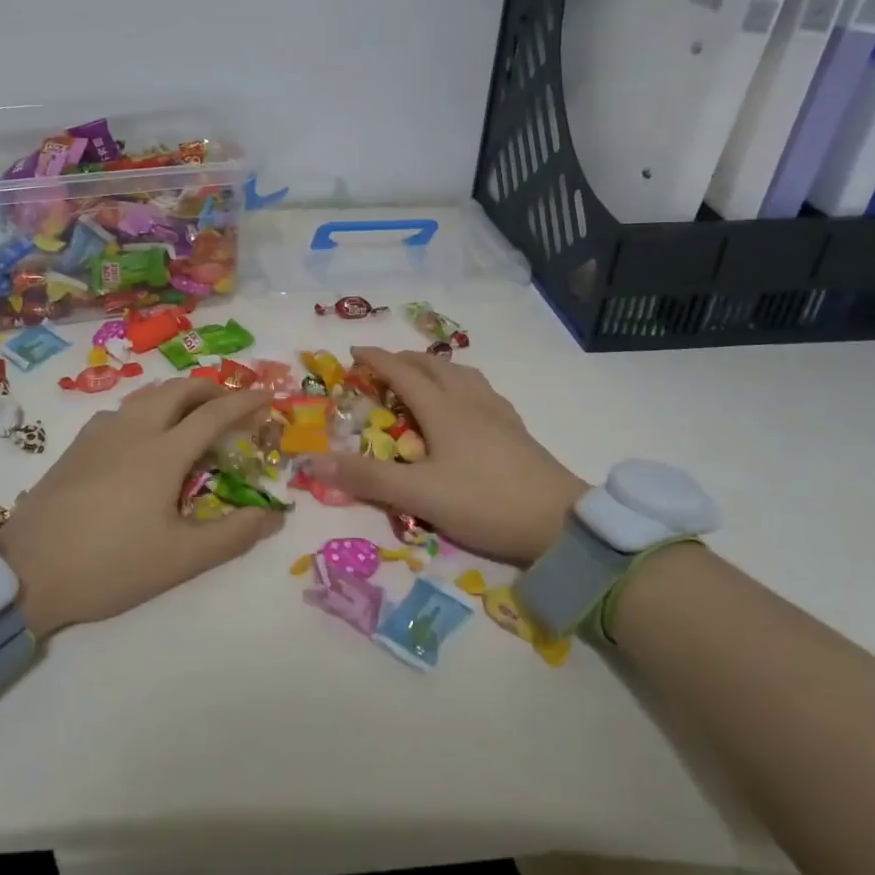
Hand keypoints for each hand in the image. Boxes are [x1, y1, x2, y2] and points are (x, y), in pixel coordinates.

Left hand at [0, 378, 282, 635]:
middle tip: (230, 404)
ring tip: (192, 414)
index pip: (213, 414)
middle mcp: (134, 429)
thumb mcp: (179, 560)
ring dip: (178, 394)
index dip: (244, 402)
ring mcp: (101, 433)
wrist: (27, 570)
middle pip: (178, 389)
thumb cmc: (110, 564)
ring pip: (147, 394)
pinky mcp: (78, 444)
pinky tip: (145, 435)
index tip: (267, 397)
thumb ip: (232, 535)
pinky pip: (123, 409)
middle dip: (210, 388)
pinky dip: (148, 407)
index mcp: (163, 452)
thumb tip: (274, 516)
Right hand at [304, 346, 587, 565]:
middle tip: (382, 367)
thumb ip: (367, 477)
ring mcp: (497, 413)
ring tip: (423, 377)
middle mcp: (470, 401)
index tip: (354, 351)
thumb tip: (313, 459)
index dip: (377, 359)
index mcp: (444, 409)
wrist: (561, 523)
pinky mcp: (516, 430)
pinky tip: (467, 404)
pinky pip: (481, 391)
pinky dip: (461, 384)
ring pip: (462, 375)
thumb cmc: (485, 502)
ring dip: (435, 368)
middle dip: (404, 360)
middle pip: (433, 367)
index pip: (403, 372)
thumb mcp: (419, 494)